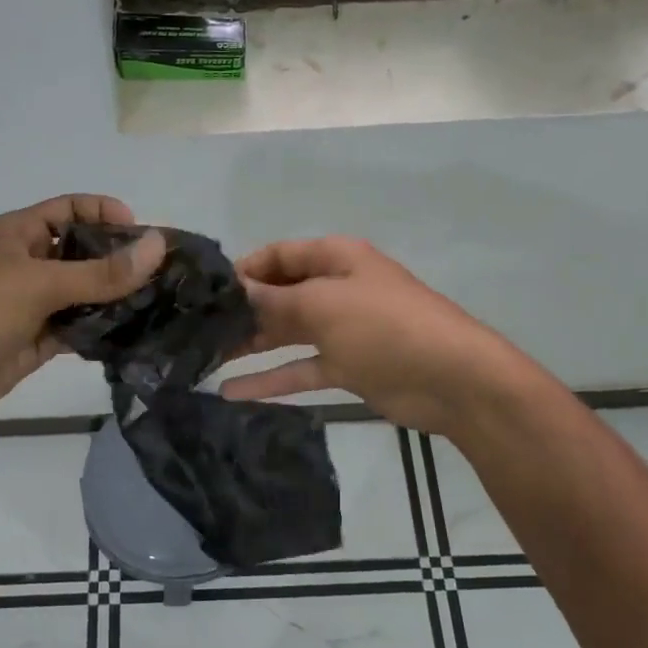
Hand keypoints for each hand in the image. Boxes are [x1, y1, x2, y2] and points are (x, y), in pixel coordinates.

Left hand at [0, 195, 164, 434]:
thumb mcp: (39, 283)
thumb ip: (101, 271)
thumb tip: (158, 246)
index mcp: (19, 233)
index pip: (71, 209)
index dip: (106, 213)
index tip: (143, 234)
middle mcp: (29, 263)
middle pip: (83, 252)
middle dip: (120, 260)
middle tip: (163, 274)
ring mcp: (34, 303)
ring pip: (84, 293)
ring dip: (115, 298)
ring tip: (160, 304)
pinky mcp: (39, 339)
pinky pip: (79, 327)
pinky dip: (102, 329)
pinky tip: (134, 333)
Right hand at [219, 237, 516, 435]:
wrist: (452, 380)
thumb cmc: (385, 326)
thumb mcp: (323, 306)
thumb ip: (273, 301)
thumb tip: (232, 292)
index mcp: (335, 259)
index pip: (278, 255)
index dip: (243, 270)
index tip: (204, 292)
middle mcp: (335, 288)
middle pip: (279, 294)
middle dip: (240, 311)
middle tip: (196, 331)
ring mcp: (341, 329)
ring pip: (285, 333)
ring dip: (249, 344)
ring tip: (203, 358)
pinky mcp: (345, 366)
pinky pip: (299, 367)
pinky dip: (270, 379)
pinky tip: (231, 391)